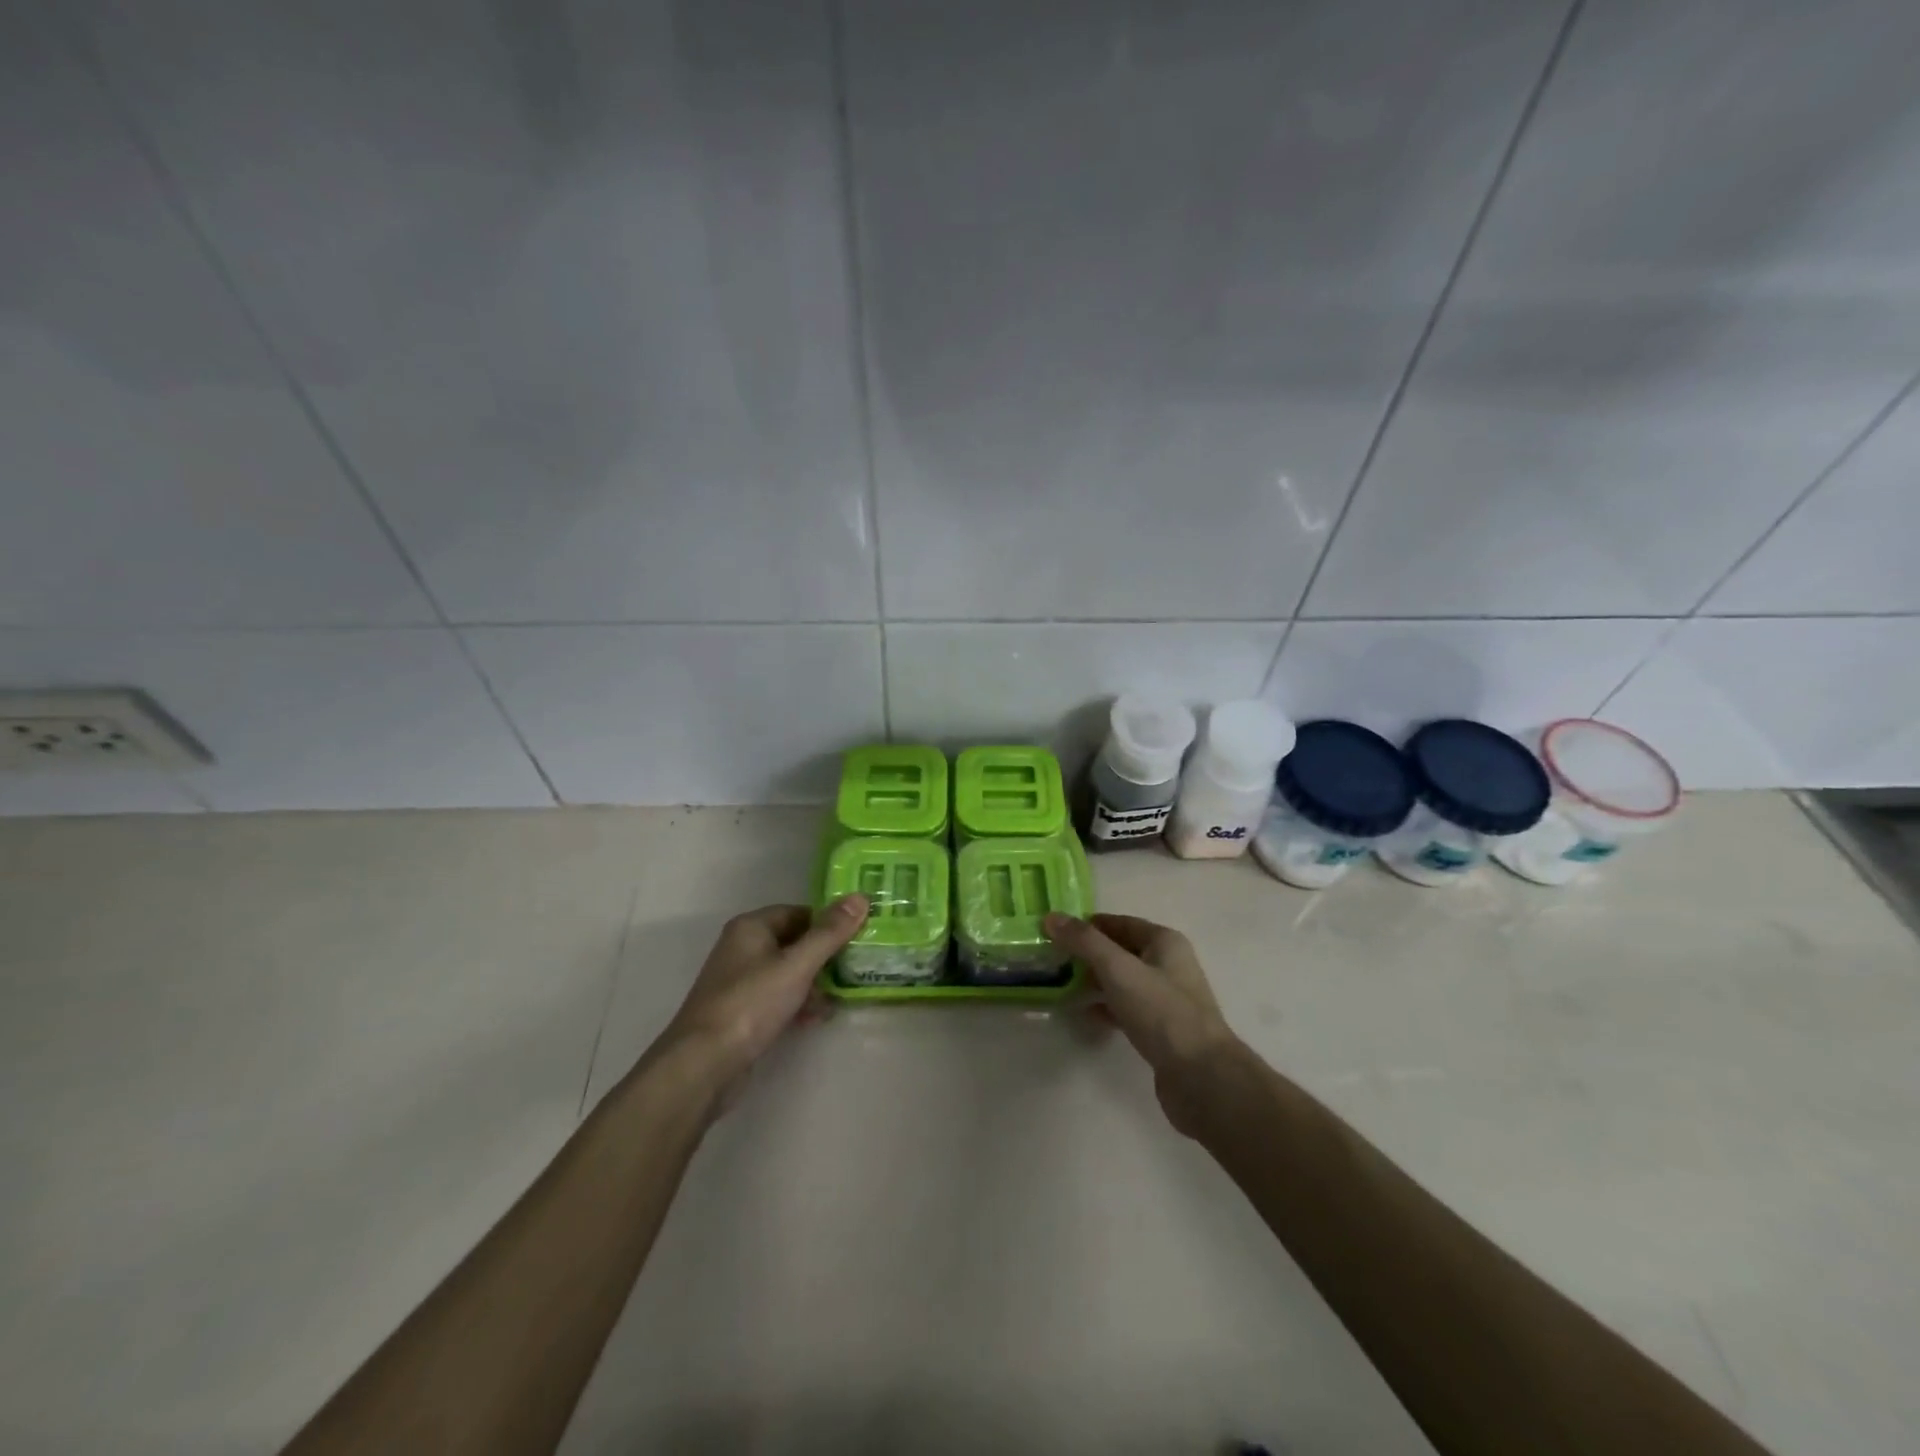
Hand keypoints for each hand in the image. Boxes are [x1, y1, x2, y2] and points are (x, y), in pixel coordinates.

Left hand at [656, 895, 868, 1104]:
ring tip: (842, 996)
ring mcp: (741, 982)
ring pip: (788, 972)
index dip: (829, 922)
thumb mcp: (797, 965)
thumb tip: (860, 897)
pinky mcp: (742, 1013)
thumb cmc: (751, 1004)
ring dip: (815, 983)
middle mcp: (743, 948)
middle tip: (858, 966)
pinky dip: (799, 1003)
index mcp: (751, 927)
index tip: (859, 935)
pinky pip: (778, 998)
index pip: (800, 912)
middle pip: (795, 942)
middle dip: (825, 956)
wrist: (703, 1065)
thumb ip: (830, 933)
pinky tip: (819, 1018)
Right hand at [1043, 912, 1241, 1134]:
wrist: (1200, 1076)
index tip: (1056, 931)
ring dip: (1094, 981)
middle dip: (1088, 953)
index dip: (1089, 925)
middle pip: (1121, 951)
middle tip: (1052, 958)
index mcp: (1165, 942)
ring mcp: (1166, 999)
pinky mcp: (1160, 1030)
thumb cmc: (1161, 1012)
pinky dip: (1105, 1007)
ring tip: (1061, 984)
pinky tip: (1083, 1013)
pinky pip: (1126, 1008)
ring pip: (1122, 981)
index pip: (1120, 923)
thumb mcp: (1118, 969)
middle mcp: (1168, 965)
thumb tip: (1051, 917)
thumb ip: (1084, 942)